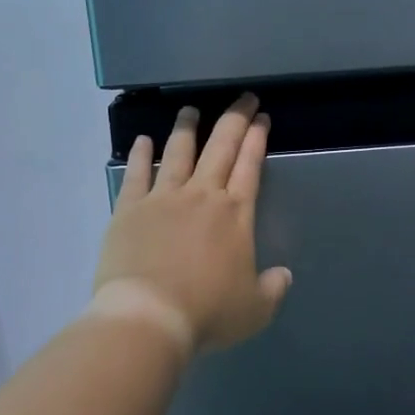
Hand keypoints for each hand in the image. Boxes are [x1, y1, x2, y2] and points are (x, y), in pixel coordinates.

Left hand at [92, 94, 292, 358]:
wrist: (149, 316)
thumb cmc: (207, 312)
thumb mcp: (254, 309)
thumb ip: (272, 289)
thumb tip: (284, 276)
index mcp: (235, 214)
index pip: (250, 165)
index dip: (257, 138)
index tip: (262, 118)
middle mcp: (202, 195)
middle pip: (221, 147)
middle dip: (235, 119)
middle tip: (243, 98)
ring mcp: (164, 198)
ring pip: (178, 152)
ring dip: (187, 128)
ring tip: (190, 110)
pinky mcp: (130, 209)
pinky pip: (137, 174)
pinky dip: (141, 154)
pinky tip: (143, 140)